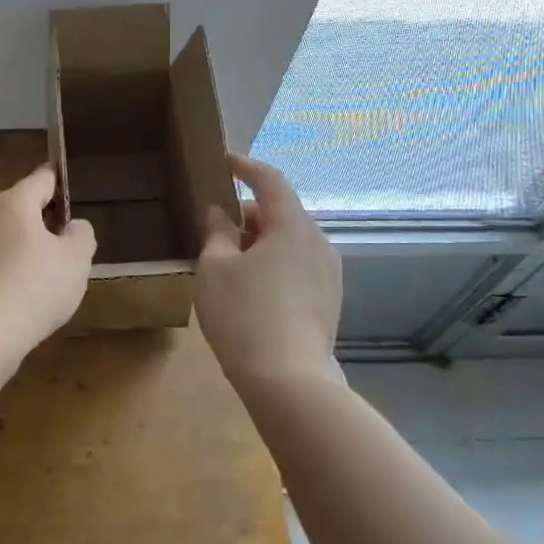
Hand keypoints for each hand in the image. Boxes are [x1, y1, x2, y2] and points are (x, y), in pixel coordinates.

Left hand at [0, 165, 96, 361]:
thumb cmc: (35, 288)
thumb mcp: (76, 260)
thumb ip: (81, 235)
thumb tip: (73, 226)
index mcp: (14, 202)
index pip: (40, 179)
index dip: (58, 181)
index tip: (69, 185)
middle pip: (20, 206)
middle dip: (43, 217)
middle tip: (67, 238)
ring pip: (5, 234)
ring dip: (24, 244)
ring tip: (48, 269)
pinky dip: (8, 267)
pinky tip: (22, 292)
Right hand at [196, 154, 341, 388]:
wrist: (288, 382)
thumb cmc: (244, 315)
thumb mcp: (215, 268)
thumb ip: (217, 233)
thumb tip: (221, 213)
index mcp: (293, 226)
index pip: (270, 180)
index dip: (245, 166)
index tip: (223, 161)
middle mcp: (318, 243)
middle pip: (281, 213)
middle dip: (248, 214)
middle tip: (215, 228)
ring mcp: (329, 274)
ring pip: (290, 242)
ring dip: (260, 242)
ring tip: (229, 263)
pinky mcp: (329, 301)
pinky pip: (298, 266)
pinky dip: (274, 263)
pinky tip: (251, 289)